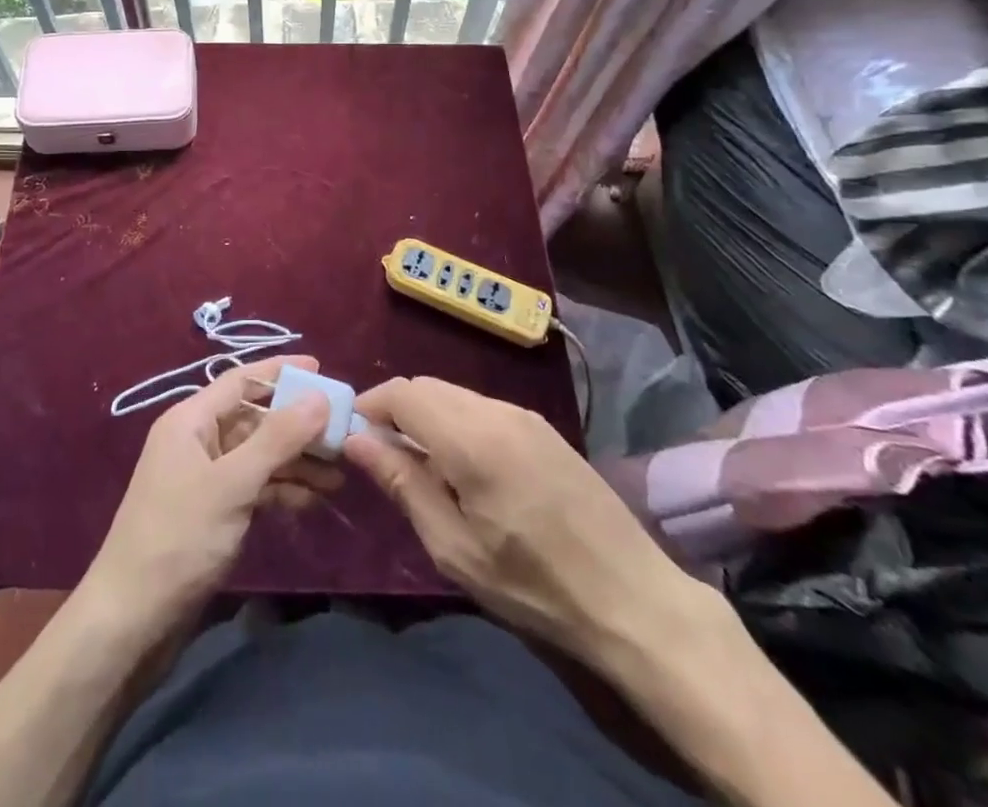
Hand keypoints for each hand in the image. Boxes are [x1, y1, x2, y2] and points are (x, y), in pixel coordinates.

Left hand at [81, 356, 337, 637]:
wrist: (132, 619)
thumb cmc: (179, 536)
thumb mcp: (233, 483)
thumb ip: (278, 437)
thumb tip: (319, 396)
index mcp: (190, 420)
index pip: (241, 380)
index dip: (280, 372)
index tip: (321, 370)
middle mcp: (197, 440)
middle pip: (254, 418)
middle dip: (297, 423)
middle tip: (343, 431)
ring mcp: (204, 478)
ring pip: (258, 455)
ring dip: (295, 461)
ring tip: (339, 473)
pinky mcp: (212, 512)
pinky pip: (254, 486)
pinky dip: (282, 489)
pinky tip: (314, 500)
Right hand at [344, 376, 713, 667]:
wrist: (634, 600)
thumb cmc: (535, 585)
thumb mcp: (455, 548)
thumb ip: (403, 485)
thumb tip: (357, 440)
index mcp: (472, 438)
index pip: (403, 392)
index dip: (370, 406)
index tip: (353, 438)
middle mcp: (497, 411)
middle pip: (427, 386)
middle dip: (395, 410)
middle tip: (381, 456)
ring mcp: (525, 415)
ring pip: (454, 395)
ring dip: (426, 416)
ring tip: (421, 467)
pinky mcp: (543, 428)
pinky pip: (482, 408)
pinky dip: (456, 423)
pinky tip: (464, 468)